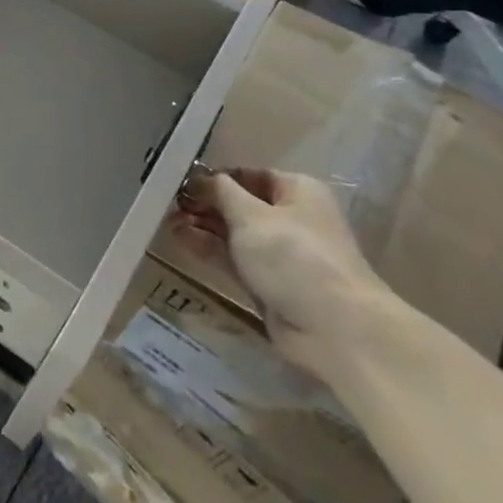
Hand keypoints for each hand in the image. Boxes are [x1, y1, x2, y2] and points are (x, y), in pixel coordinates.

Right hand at [171, 168, 387, 366]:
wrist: (333, 327)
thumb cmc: (293, 256)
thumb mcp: (251, 215)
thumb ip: (221, 193)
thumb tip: (201, 177)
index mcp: (297, 191)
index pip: (249, 175)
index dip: (216, 177)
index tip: (181, 181)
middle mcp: (290, 218)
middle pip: (240, 204)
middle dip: (206, 204)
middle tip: (169, 204)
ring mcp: (280, 253)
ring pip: (234, 233)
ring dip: (203, 227)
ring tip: (168, 222)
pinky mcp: (269, 283)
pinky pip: (234, 259)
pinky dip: (210, 250)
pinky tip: (182, 241)